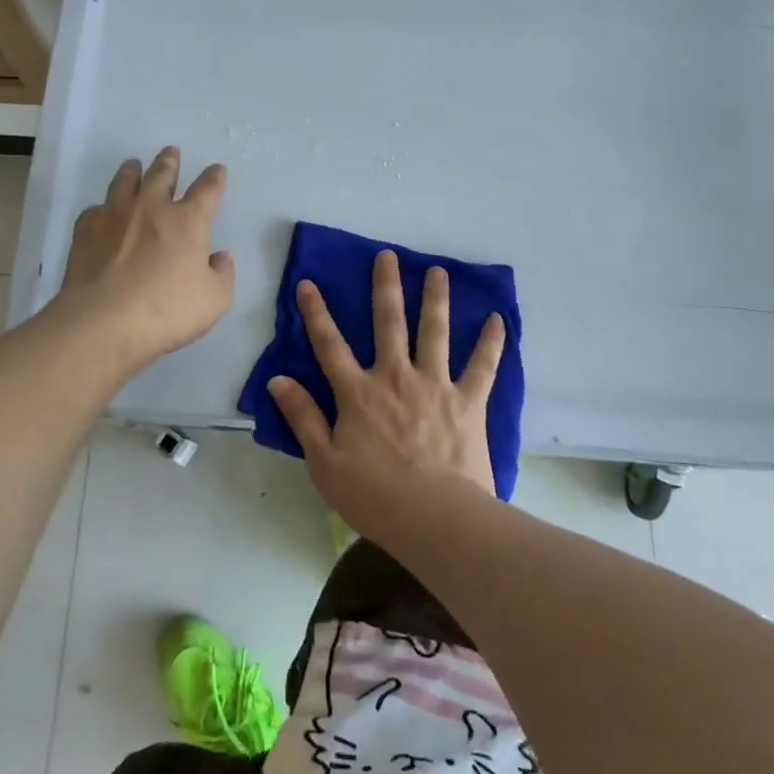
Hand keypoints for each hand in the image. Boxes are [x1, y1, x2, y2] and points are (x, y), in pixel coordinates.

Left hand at [59, 147, 234, 368]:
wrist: (104, 321)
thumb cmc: (167, 310)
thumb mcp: (214, 300)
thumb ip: (223, 274)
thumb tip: (220, 256)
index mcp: (187, 221)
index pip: (207, 190)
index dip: (214, 178)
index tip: (217, 169)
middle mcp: (151, 208)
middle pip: (162, 175)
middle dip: (169, 162)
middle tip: (171, 152)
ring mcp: (115, 215)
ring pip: (125, 182)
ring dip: (132, 171)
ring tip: (134, 164)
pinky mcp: (86, 229)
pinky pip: (96, 209)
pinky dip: (103, 207)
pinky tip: (102, 212)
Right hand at [268, 250, 505, 533]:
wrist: (436, 518)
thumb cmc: (374, 496)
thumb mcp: (324, 462)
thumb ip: (302, 417)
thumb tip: (277, 380)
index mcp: (358, 392)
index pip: (329, 344)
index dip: (316, 313)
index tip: (308, 283)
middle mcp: (396, 377)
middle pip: (389, 323)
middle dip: (385, 287)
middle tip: (387, 256)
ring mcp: (435, 385)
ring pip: (435, 332)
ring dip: (435, 299)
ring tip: (438, 271)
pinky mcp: (469, 401)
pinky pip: (483, 366)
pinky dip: (491, 342)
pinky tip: (497, 319)